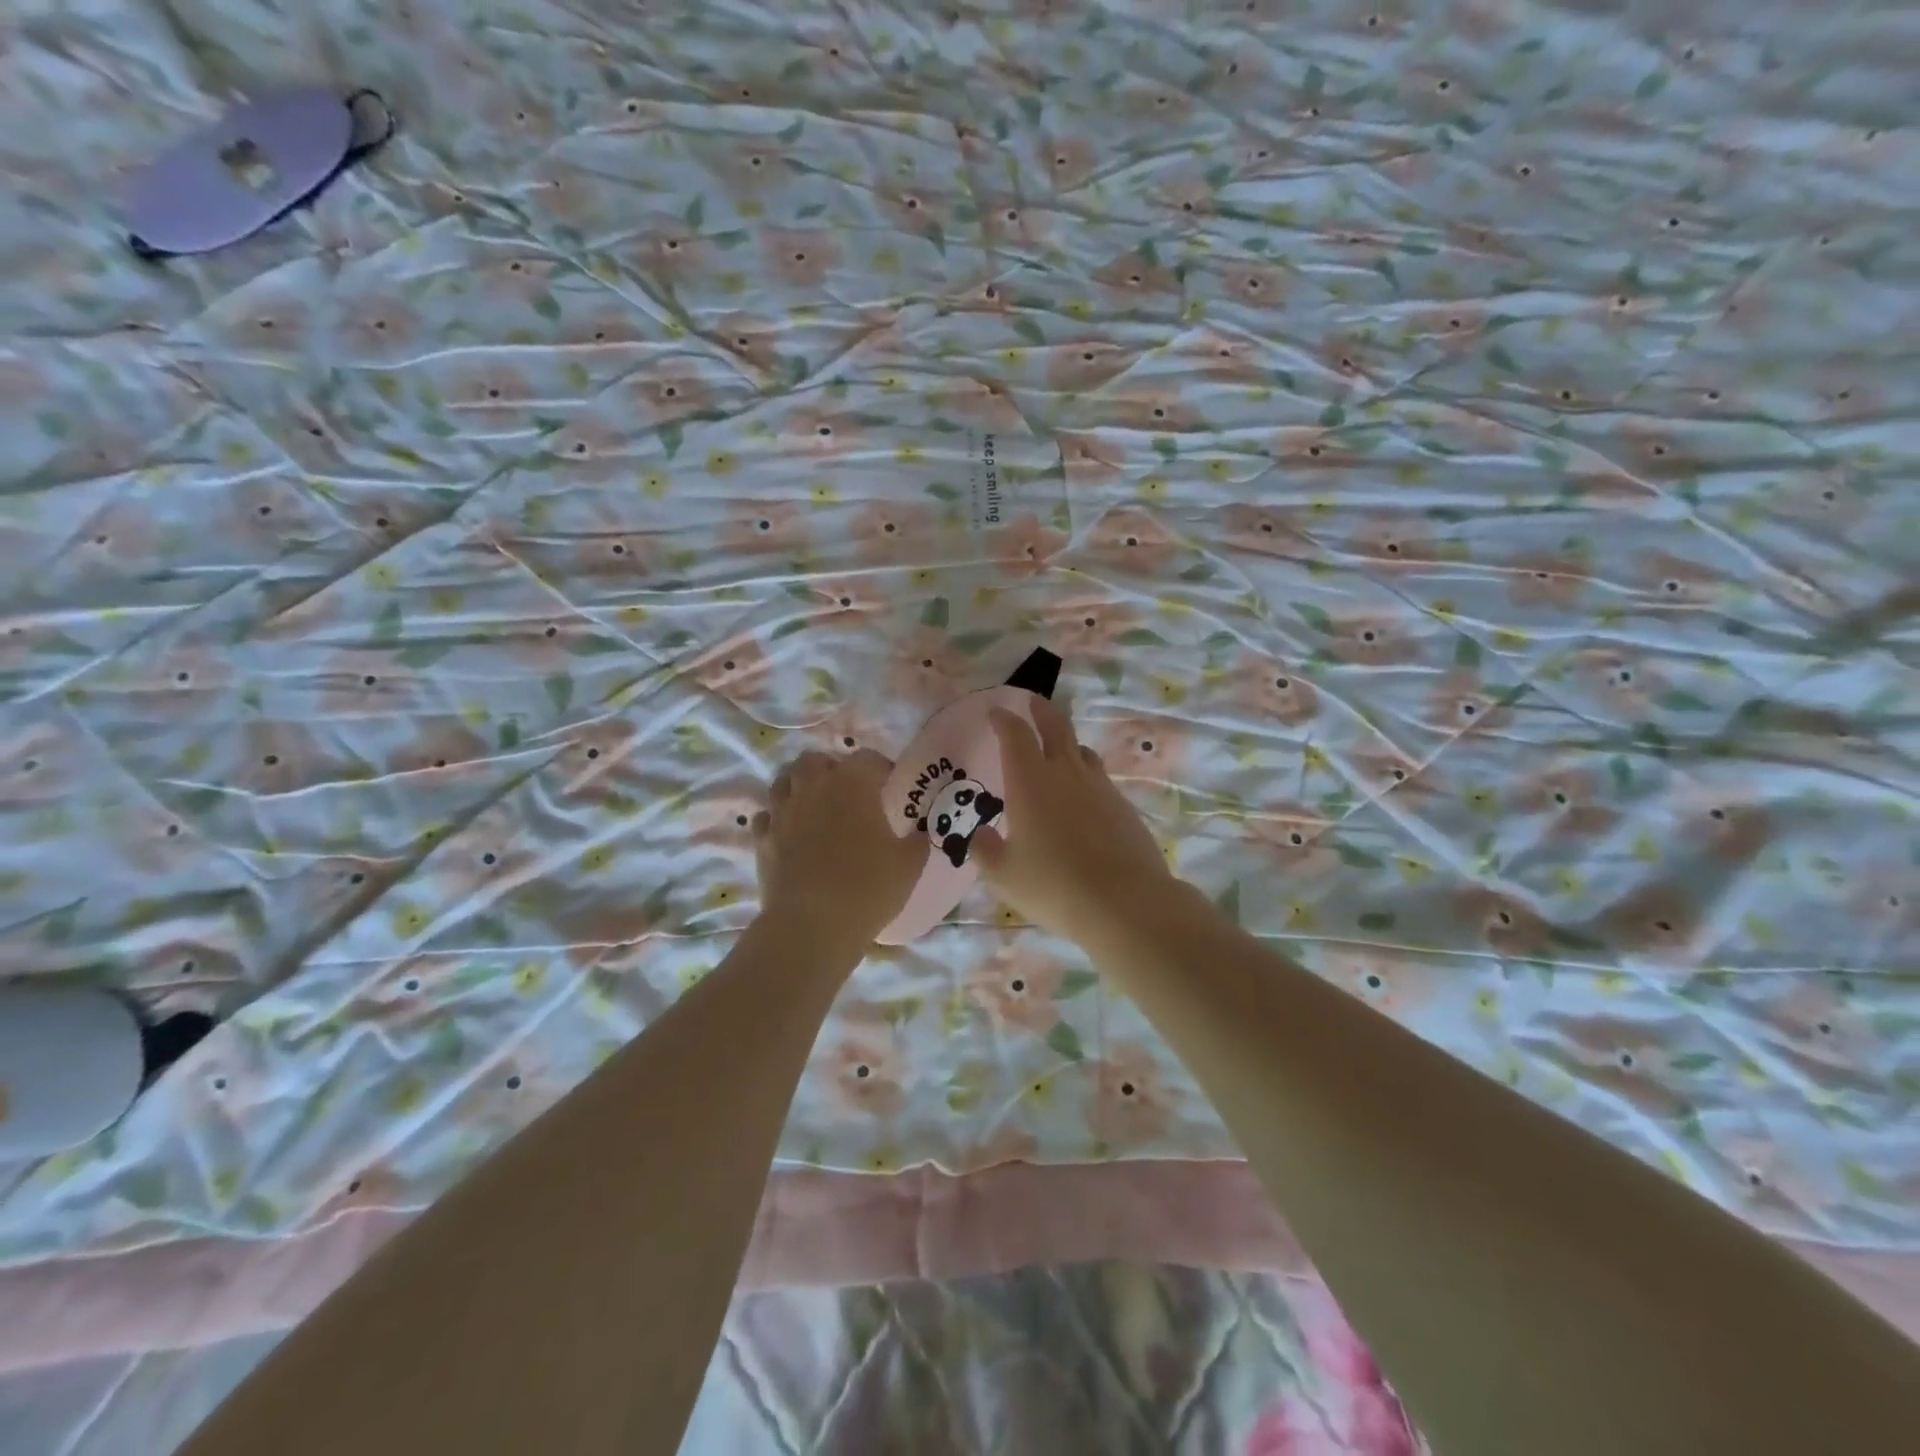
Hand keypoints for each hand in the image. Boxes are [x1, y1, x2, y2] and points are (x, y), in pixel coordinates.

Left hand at [754, 749, 925, 947]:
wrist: (812, 925)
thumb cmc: (868, 888)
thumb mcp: (909, 865)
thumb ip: (917, 841)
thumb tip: (919, 833)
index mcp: (852, 784)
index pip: (866, 758)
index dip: (880, 768)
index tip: (889, 785)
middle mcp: (813, 787)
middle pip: (816, 760)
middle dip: (831, 769)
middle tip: (848, 792)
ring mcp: (782, 812)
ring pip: (784, 780)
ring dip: (800, 786)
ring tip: (816, 807)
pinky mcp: (762, 839)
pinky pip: (767, 815)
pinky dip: (778, 817)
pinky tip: (791, 833)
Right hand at [971, 698, 1178, 947]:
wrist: (1124, 901)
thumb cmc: (1053, 885)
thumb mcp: (1004, 875)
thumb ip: (985, 851)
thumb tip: (979, 836)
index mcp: (1030, 781)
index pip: (1015, 735)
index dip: (1004, 720)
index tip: (996, 713)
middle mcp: (1065, 773)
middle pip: (1055, 726)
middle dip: (1041, 710)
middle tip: (1032, 702)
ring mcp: (1099, 786)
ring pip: (1081, 750)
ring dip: (1066, 742)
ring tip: (1058, 750)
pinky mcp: (1123, 805)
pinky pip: (1099, 779)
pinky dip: (1085, 777)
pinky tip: (1082, 798)